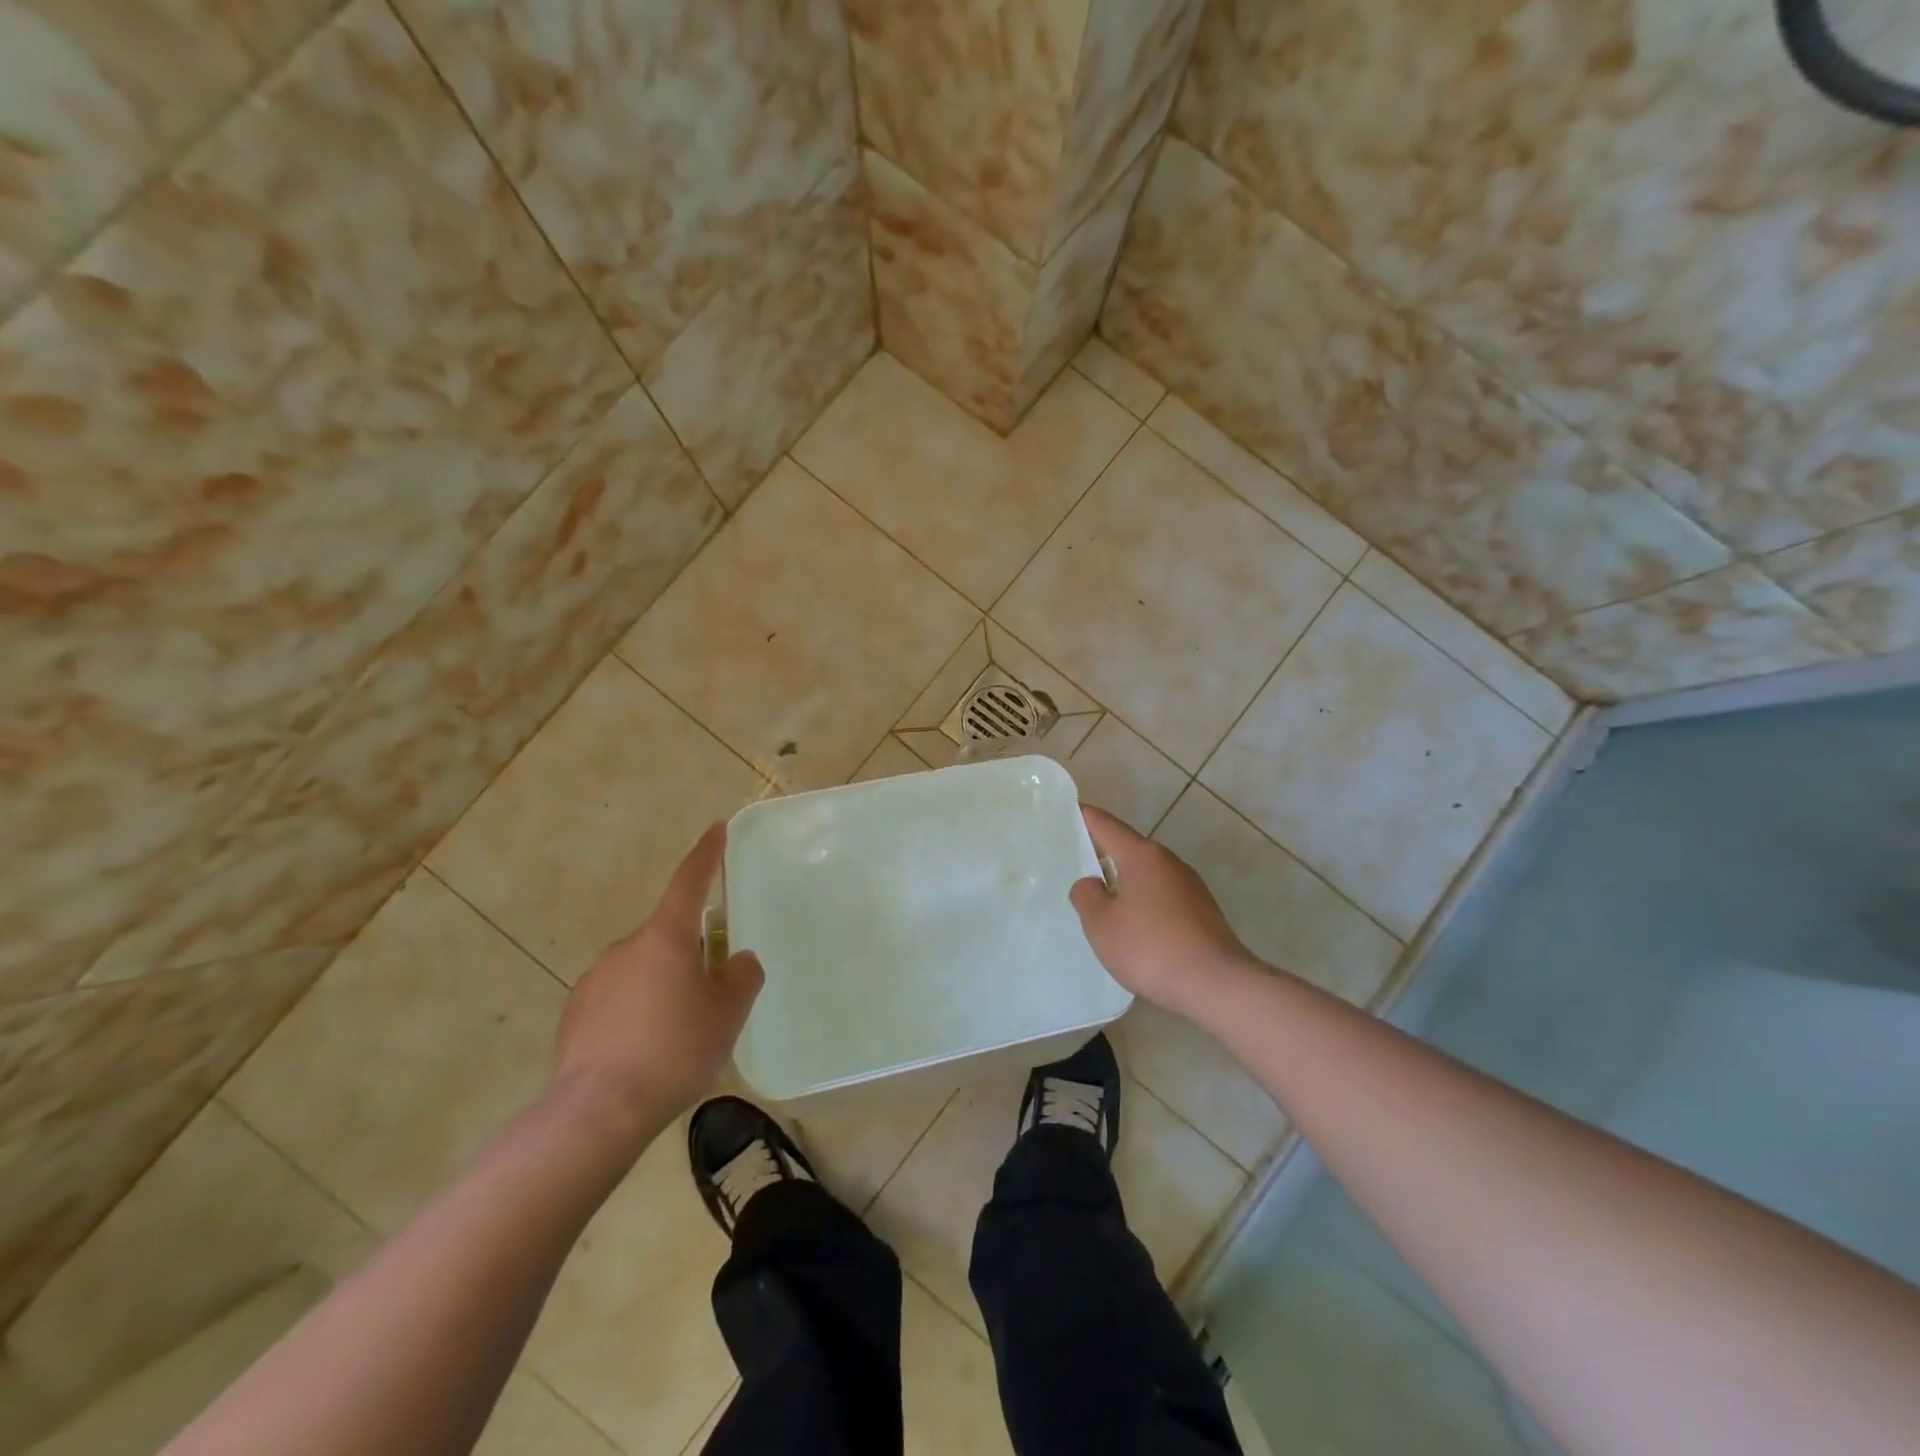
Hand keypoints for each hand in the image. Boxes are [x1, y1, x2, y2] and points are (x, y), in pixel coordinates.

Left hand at [554, 823, 763, 1133]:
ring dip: (661, 988)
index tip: (716, 829)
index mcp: (666, 937)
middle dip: (689, 958)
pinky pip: (617, 999)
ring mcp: (596, 979)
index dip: (706, 854)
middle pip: (669, 937)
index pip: (690, 881)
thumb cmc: (675, 1050)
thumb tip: (738, 961)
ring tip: (674, 1038)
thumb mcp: (728, 1012)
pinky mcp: (575, 1013)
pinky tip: (641, 1053)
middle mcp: (627, 948)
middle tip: (707, 1001)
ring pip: (642, 970)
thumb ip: (742, 976)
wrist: (599, 1110)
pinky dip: (634, 1013)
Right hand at [1069, 805, 1257, 1018]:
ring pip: (1148, 874)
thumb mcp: (1101, 924)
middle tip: (1078, 862)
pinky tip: (1135, 928)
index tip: (1072, 811)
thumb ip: (1087, 896)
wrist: (1216, 984)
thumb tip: (1091, 883)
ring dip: (1126, 882)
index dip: (1086, 817)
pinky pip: (1163, 896)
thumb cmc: (1150, 947)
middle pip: (1130, 848)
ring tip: (1103, 901)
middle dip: (1105, 853)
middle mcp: (1169, 862)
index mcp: (1142, 856)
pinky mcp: (1202, 911)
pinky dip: (1144, 902)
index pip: (1107, 825)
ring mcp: (1190, 886)